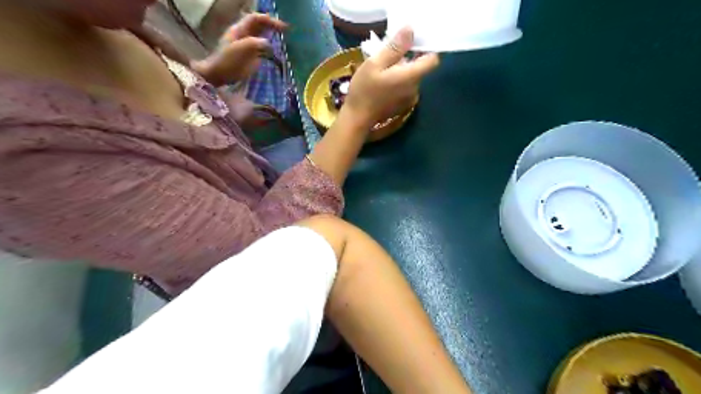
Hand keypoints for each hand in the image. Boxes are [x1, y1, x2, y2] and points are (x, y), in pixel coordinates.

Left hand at [190, 13, 287, 85]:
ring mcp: (248, 46)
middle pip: (260, 25)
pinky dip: (270, 48)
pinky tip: (277, 51)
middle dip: (272, 25)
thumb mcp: (241, 49)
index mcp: (240, 29)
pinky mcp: (251, 56)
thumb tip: (269, 44)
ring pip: (262, 36)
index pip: (256, 19)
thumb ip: (256, 43)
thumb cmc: (228, 61)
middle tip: (287, 30)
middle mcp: (245, 35)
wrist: (219, 74)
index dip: (269, 20)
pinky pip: (262, 48)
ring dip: (272, 35)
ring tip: (284, 38)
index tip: (283, 27)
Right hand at [344, 28, 436, 129]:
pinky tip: (383, 84)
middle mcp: (415, 88)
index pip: (433, 60)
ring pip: (411, 77)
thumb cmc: (364, 90)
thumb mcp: (375, 64)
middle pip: (420, 68)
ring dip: (401, 70)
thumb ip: (395, 48)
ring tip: (382, 71)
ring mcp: (410, 98)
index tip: (412, 44)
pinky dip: (398, 81)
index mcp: (410, 77)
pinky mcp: (403, 105)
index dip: (426, 49)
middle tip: (387, 57)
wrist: (358, 118)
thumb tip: (410, 30)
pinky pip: (406, 87)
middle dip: (408, 59)